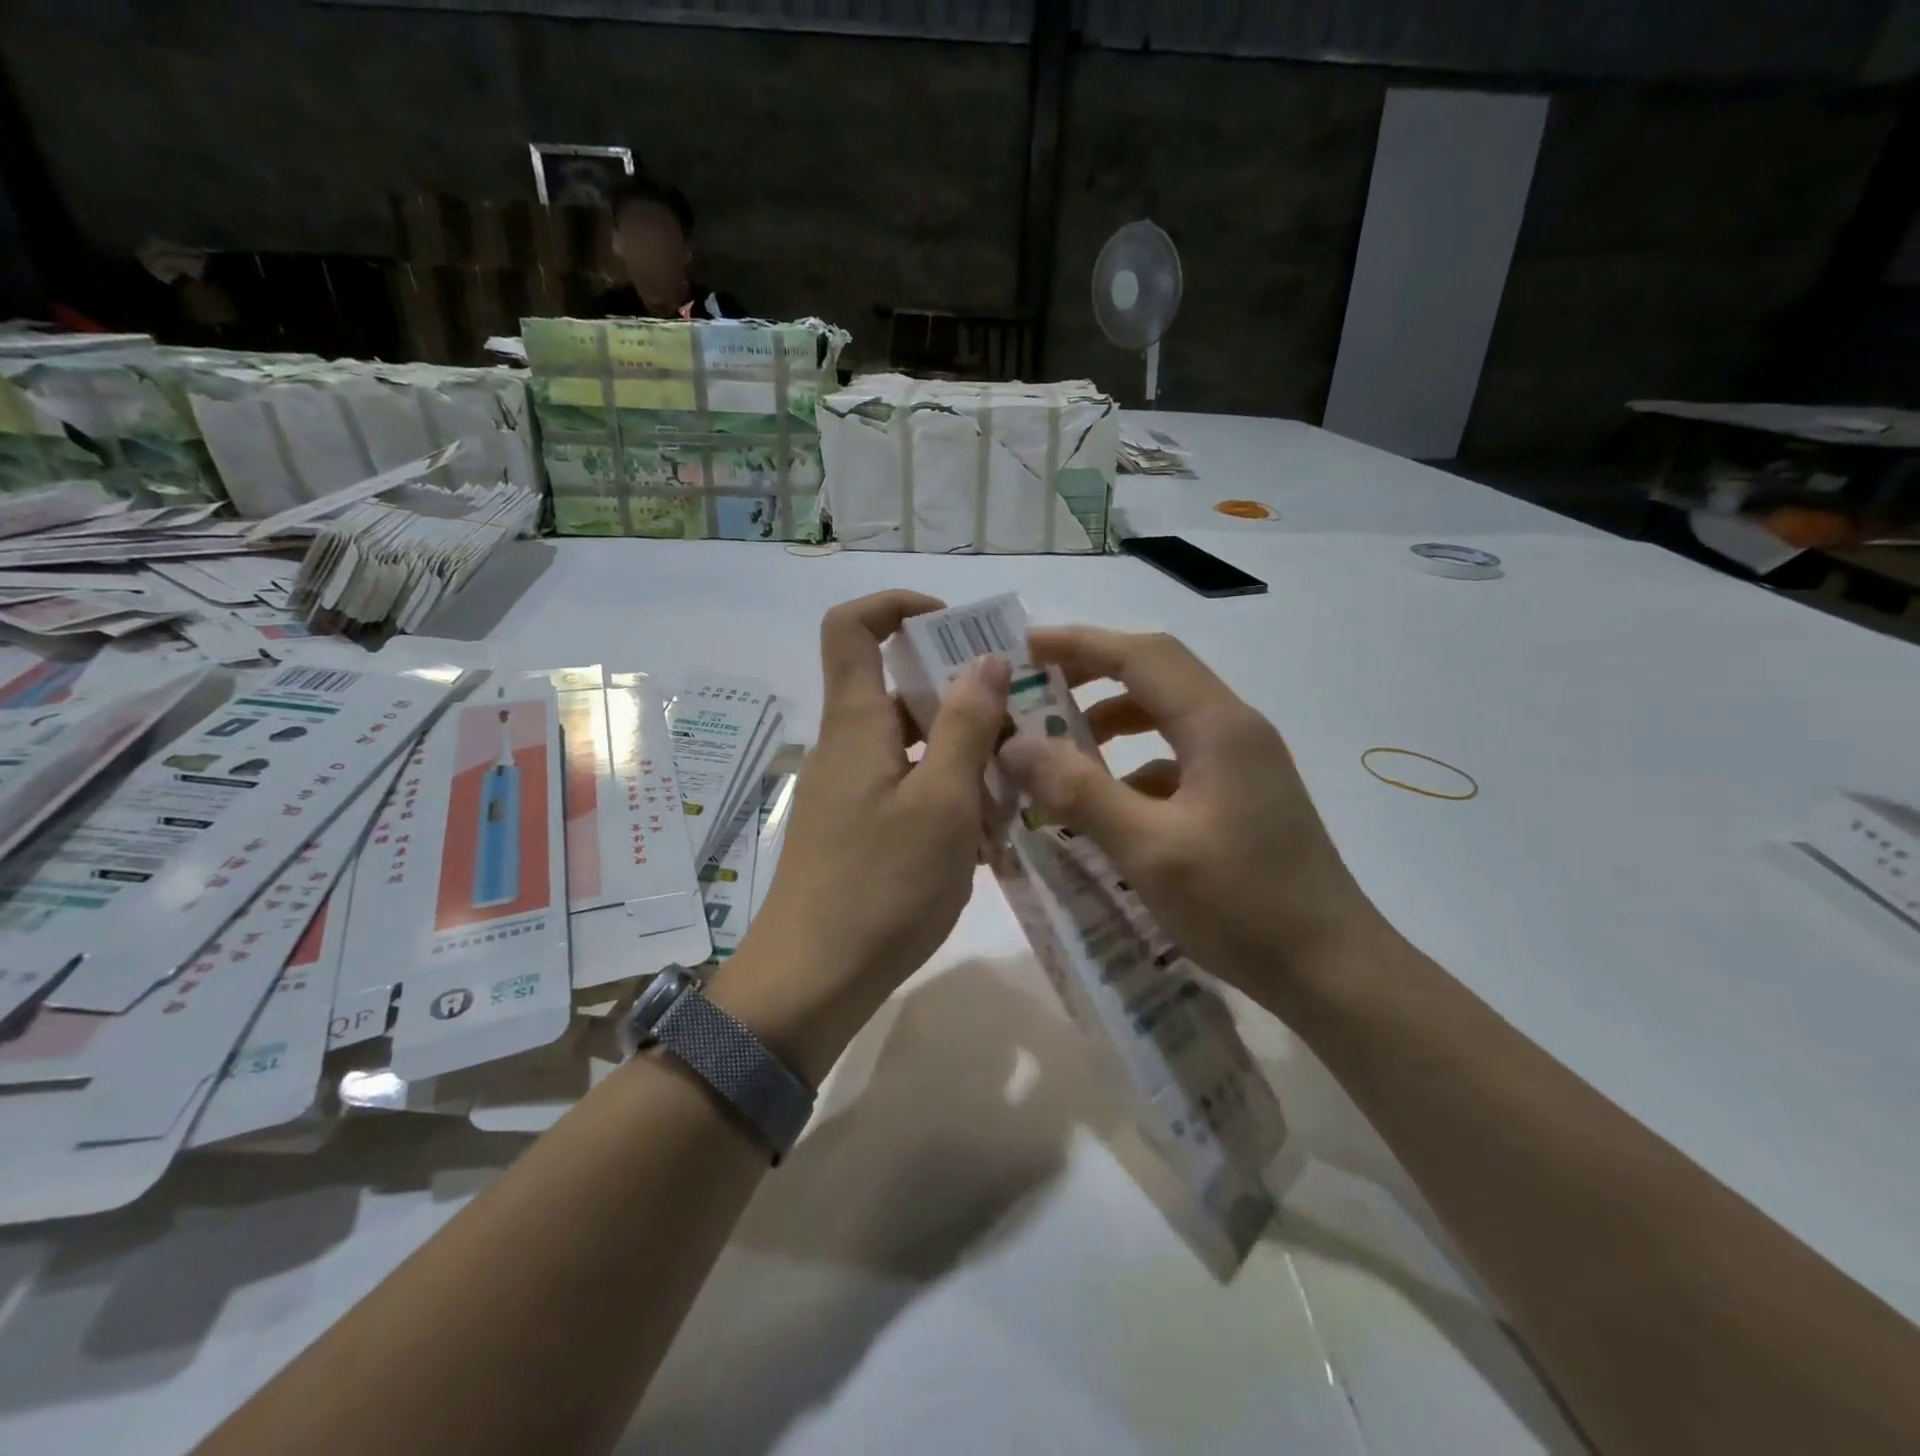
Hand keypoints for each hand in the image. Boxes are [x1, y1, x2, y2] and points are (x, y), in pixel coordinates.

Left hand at [727, 592, 1008, 1071]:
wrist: (812, 982)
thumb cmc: (881, 885)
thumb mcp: (941, 802)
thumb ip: (965, 725)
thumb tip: (984, 659)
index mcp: (856, 722)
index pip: (853, 626)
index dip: (899, 606)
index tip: (957, 626)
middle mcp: (848, 745)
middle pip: (900, 688)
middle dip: (963, 695)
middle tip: (1023, 720)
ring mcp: (852, 790)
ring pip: (915, 744)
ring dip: (965, 753)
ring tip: (1018, 785)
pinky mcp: (860, 829)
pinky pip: (911, 789)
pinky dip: (950, 794)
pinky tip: (990, 833)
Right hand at [999, 627, 1381, 1004]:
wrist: (1332, 971)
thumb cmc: (1242, 905)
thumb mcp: (1149, 849)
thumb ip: (1079, 791)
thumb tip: (1015, 744)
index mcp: (1218, 726)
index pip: (1142, 656)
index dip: (1080, 644)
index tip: (1025, 649)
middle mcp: (1234, 730)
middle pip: (1156, 676)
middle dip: (1092, 675)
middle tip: (1036, 694)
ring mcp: (1242, 764)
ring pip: (1166, 718)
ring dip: (1111, 723)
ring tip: (1060, 752)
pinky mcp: (1241, 797)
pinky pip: (1176, 760)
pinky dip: (1132, 767)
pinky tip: (1106, 806)